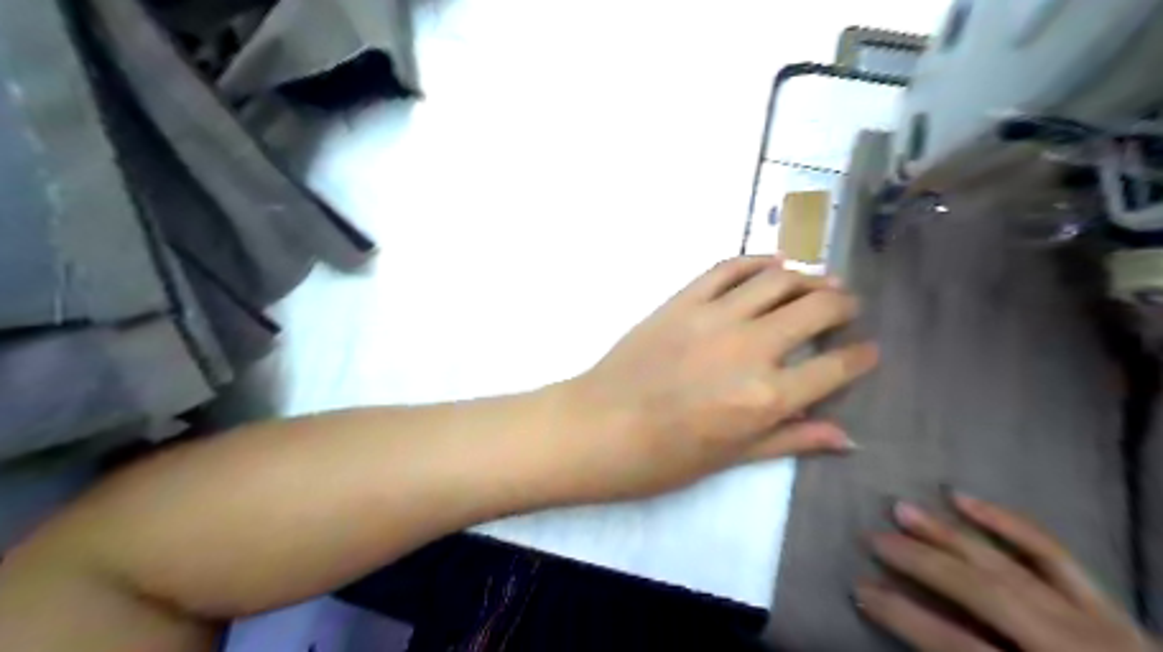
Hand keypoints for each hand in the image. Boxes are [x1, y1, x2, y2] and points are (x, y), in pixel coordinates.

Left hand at [554, 255, 872, 499]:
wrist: (597, 428)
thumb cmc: (662, 458)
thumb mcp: (731, 459)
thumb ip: (791, 440)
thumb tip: (847, 437)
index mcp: (767, 398)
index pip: (835, 368)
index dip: (861, 357)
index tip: (868, 350)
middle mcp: (750, 348)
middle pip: (816, 311)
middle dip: (843, 306)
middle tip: (848, 306)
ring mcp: (714, 317)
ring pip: (777, 280)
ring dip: (808, 277)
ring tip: (820, 282)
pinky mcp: (682, 300)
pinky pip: (727, 268)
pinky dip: (756, 260)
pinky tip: (773, 263)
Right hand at [853, 493, 1152, 651]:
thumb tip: (918, 639)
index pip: (955, 645)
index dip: (902, 616)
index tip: (860, 589)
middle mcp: (1067, 646)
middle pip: (980, 593)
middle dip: (920, 562)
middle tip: (873, 538)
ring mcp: (1095, 623)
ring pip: (1009, 565)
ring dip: (949, 534)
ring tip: (904, 509)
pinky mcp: (1112, 608)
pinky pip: (1054, 554)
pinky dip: (1008, 523)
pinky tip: (965, 500)